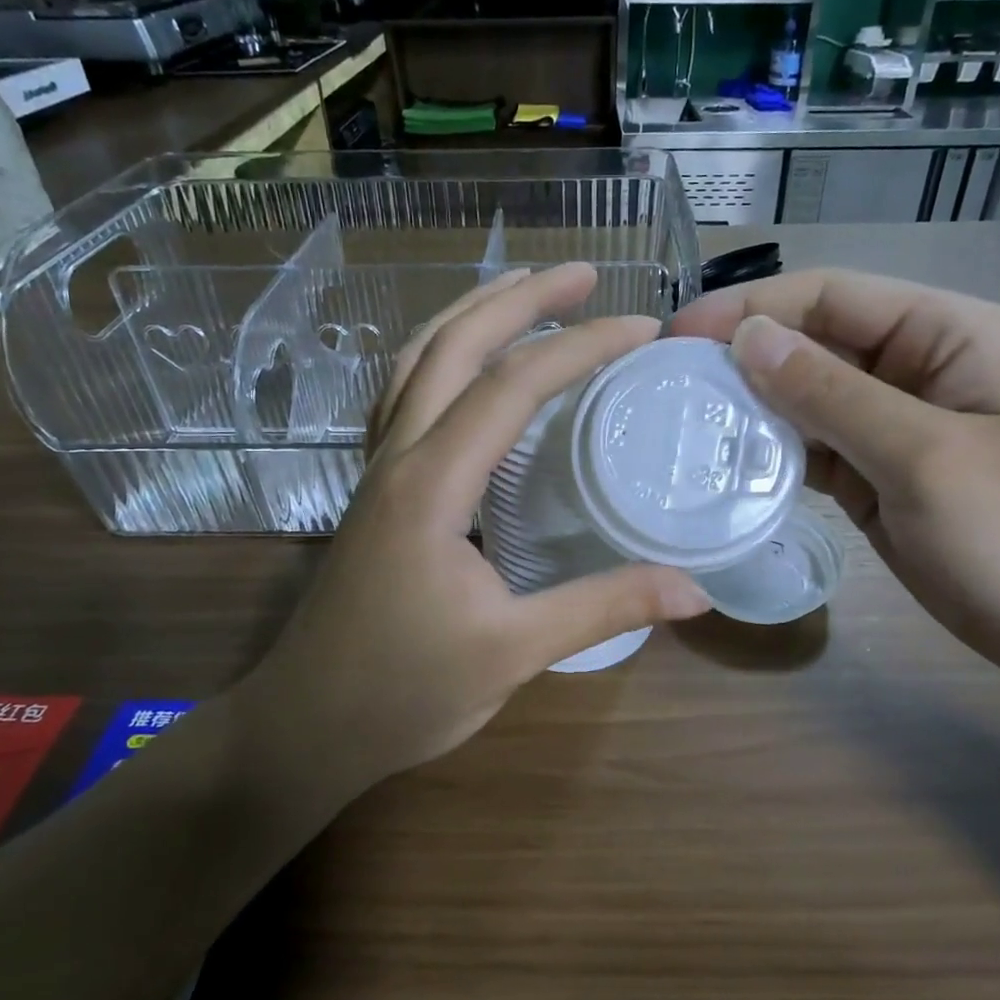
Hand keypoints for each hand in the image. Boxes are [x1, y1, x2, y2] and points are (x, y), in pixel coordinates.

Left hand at [252, 264, 710, 785]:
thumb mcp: (511, 653)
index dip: (580, 348)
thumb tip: (694, 590)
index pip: (511, 387)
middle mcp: (397, 457)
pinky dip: (441, 358)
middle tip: (584, 272)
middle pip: (452, 346)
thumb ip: (601, 608)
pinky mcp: (374, 491)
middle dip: (520, 298)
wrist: (305, 726)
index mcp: (430, 485)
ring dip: (472, 315)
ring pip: (416, 361)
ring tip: (526, 291)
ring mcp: (377, 470)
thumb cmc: (402, 692)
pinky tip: (468, 366)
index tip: (643, 329)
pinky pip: (403, 396)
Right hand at [669, 269, 999, 695]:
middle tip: (664, 388)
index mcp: (943, 335)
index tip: (676, 338)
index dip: (748, 309)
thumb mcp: (928, 457)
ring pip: (806, 402)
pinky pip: (815, 454)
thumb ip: (832, 396)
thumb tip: (747, 339)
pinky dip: (773, 458)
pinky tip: (726, 469)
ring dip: (751, 411)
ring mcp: (895, 430)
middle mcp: (914, 370)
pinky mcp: (880, 482)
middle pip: (811, 346)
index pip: (828, 297)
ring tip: (682, 427)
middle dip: (740, 360)